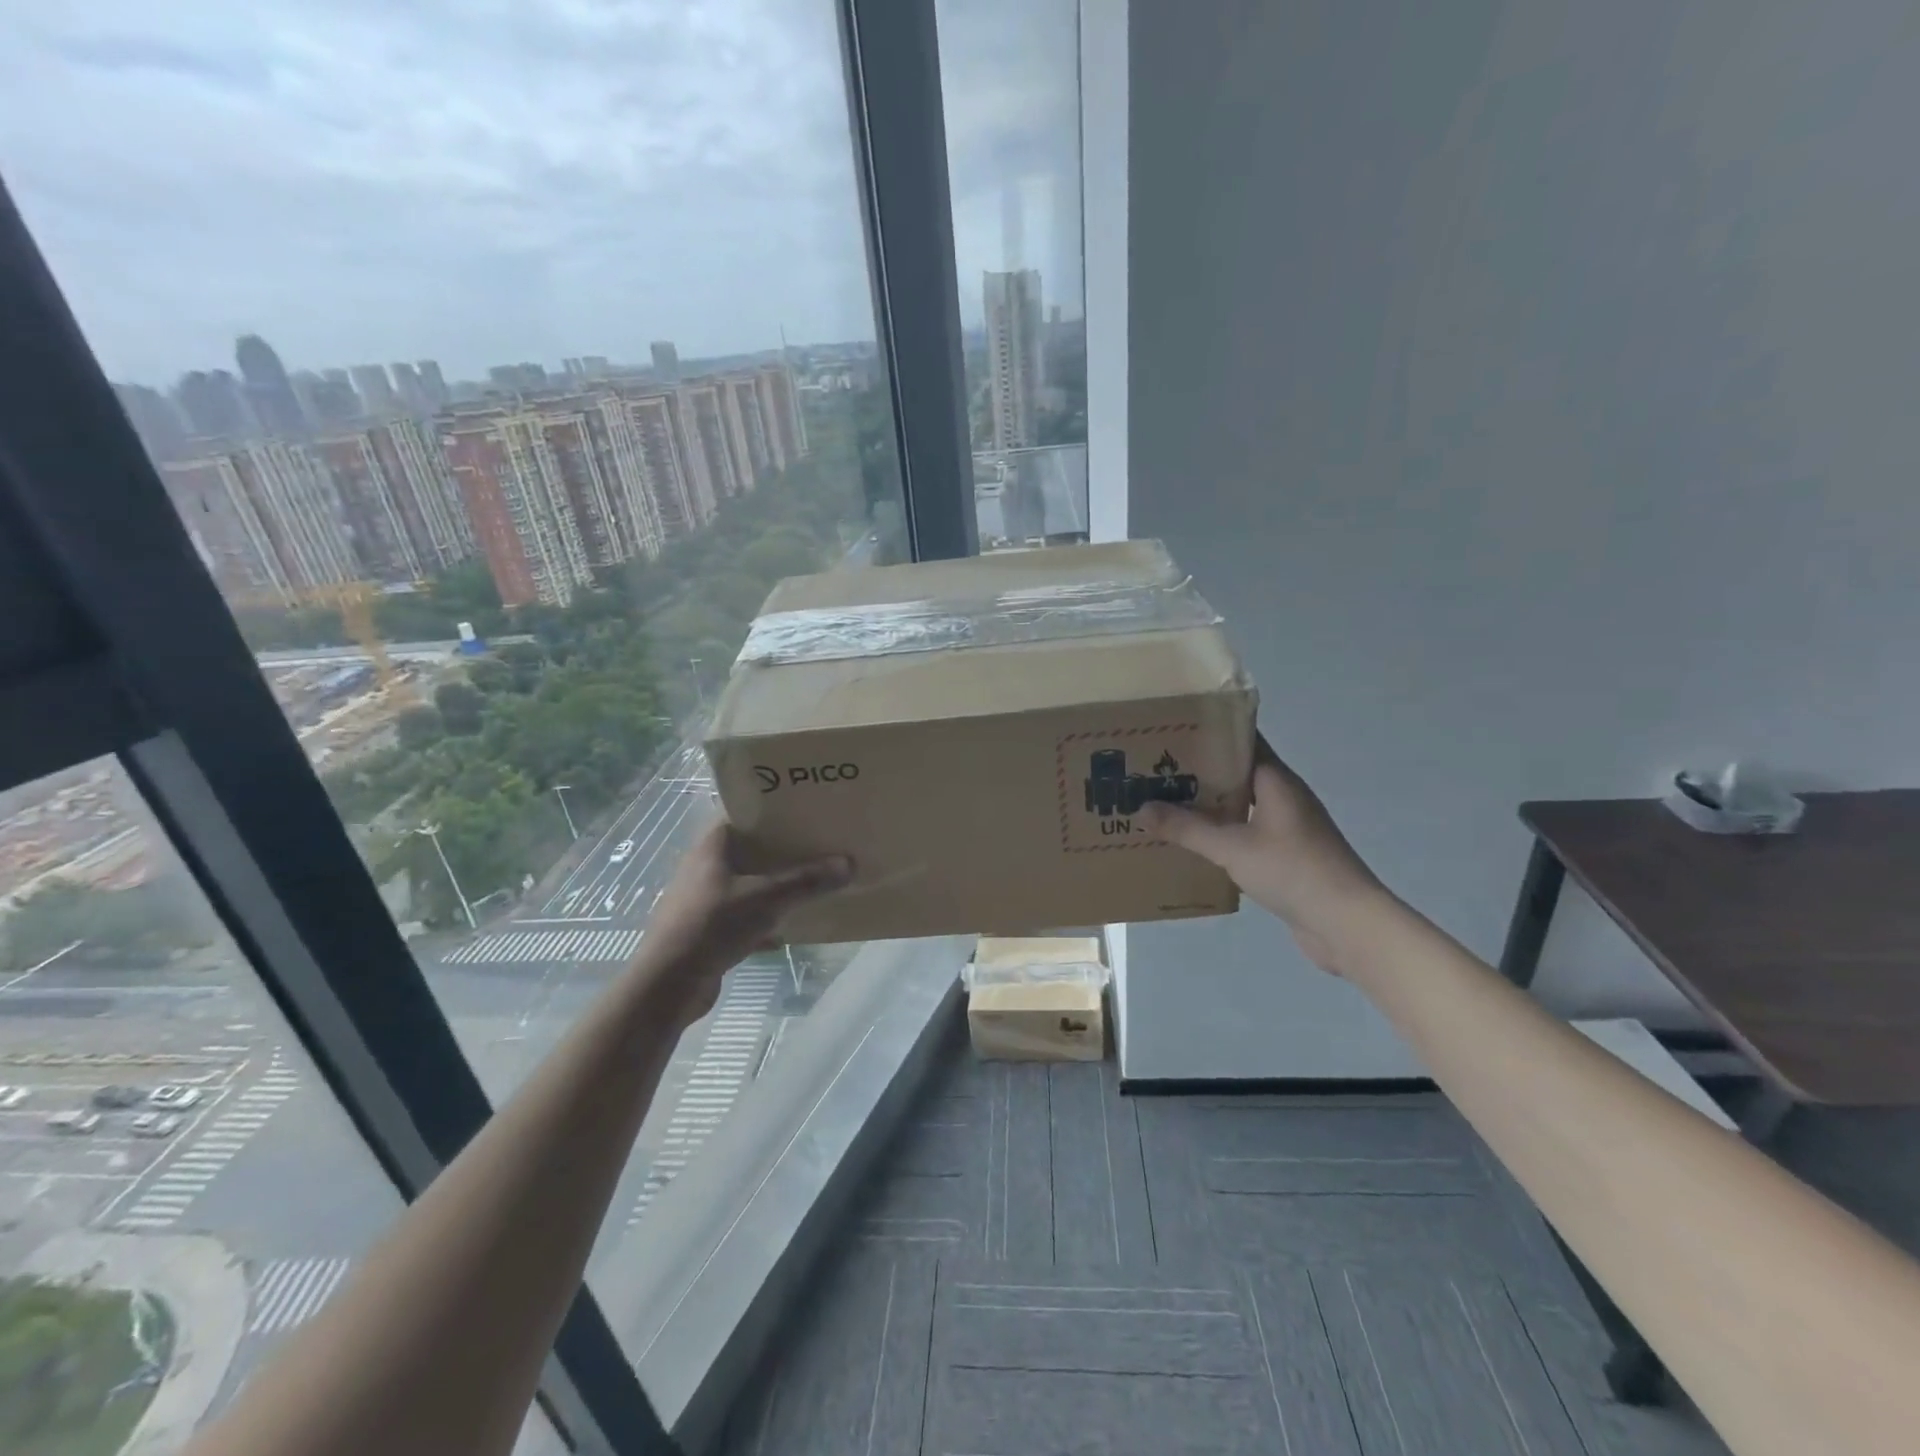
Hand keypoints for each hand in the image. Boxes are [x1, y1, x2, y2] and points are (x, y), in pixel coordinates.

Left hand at [633, 822, 850, 1025]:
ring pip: (746, 884)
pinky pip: (742, 915)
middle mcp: (703, 868)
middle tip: (816, 845)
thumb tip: (849, 863)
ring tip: (809, 882)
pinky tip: (788, 927)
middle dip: (779, 850)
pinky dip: (763, 917)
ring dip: (773, 885)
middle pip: (747, 851)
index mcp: (712, 848)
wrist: (668, 984)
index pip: (741, 815)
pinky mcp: (705, 930)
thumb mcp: (767, 899)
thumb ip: (807, 881)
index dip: (770, 811)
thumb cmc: (713, 924)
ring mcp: (702, 901)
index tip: (803, 811)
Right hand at [1137, 735, 1387, 973]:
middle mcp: (1284, 797)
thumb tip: (1142, 808)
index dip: (1208, 734)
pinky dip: (1220, 835)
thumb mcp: (1232, 847)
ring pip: (1239, 806)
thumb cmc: (1294, 871)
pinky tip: (1191, 845)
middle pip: (1236, 774)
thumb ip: (1187, 828)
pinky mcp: (1286, 856)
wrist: (1348, 924)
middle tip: (1154, 771)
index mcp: (1276, 781)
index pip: (1242, 741)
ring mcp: (1287, 828)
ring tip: (1164, 805)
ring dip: (1207, 806)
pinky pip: (1245, 835)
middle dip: (1198, 772)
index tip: (1170, 733)